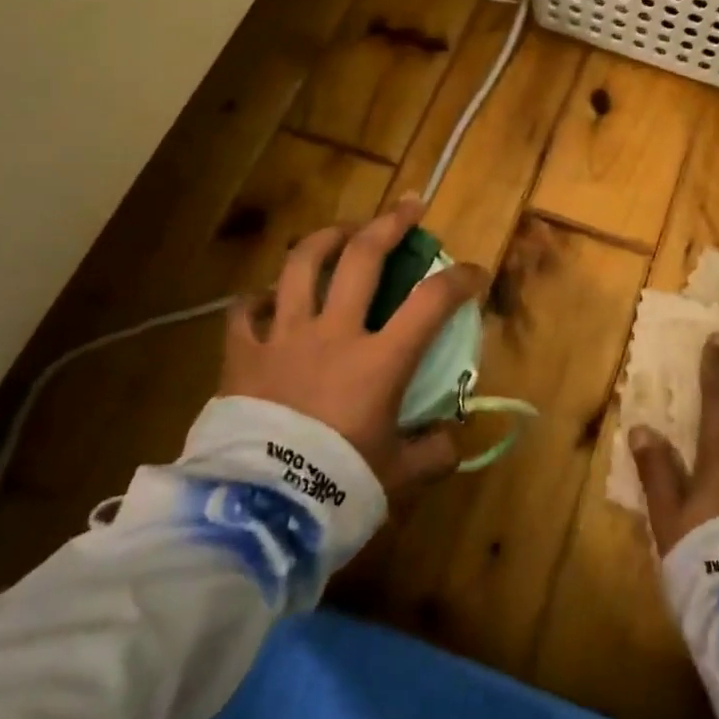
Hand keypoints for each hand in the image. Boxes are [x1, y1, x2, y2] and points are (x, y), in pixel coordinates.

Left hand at [220, 195, 486, 500]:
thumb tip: (450, 440)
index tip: (475, 273)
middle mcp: (334, 333)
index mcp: (379, 360)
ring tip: (342, 231)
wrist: (257, 513)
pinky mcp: (243, 356)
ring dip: (326, 239)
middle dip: (390, 224)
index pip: (431, 302)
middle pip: (363, 258)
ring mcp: (284, 338)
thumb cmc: (335, 488)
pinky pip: (245, 312)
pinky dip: (257, 299)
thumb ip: (432, 454)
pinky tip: (267, 296)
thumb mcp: (397, 477)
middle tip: (408, 206)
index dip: (460, 279)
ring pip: (302, 266)